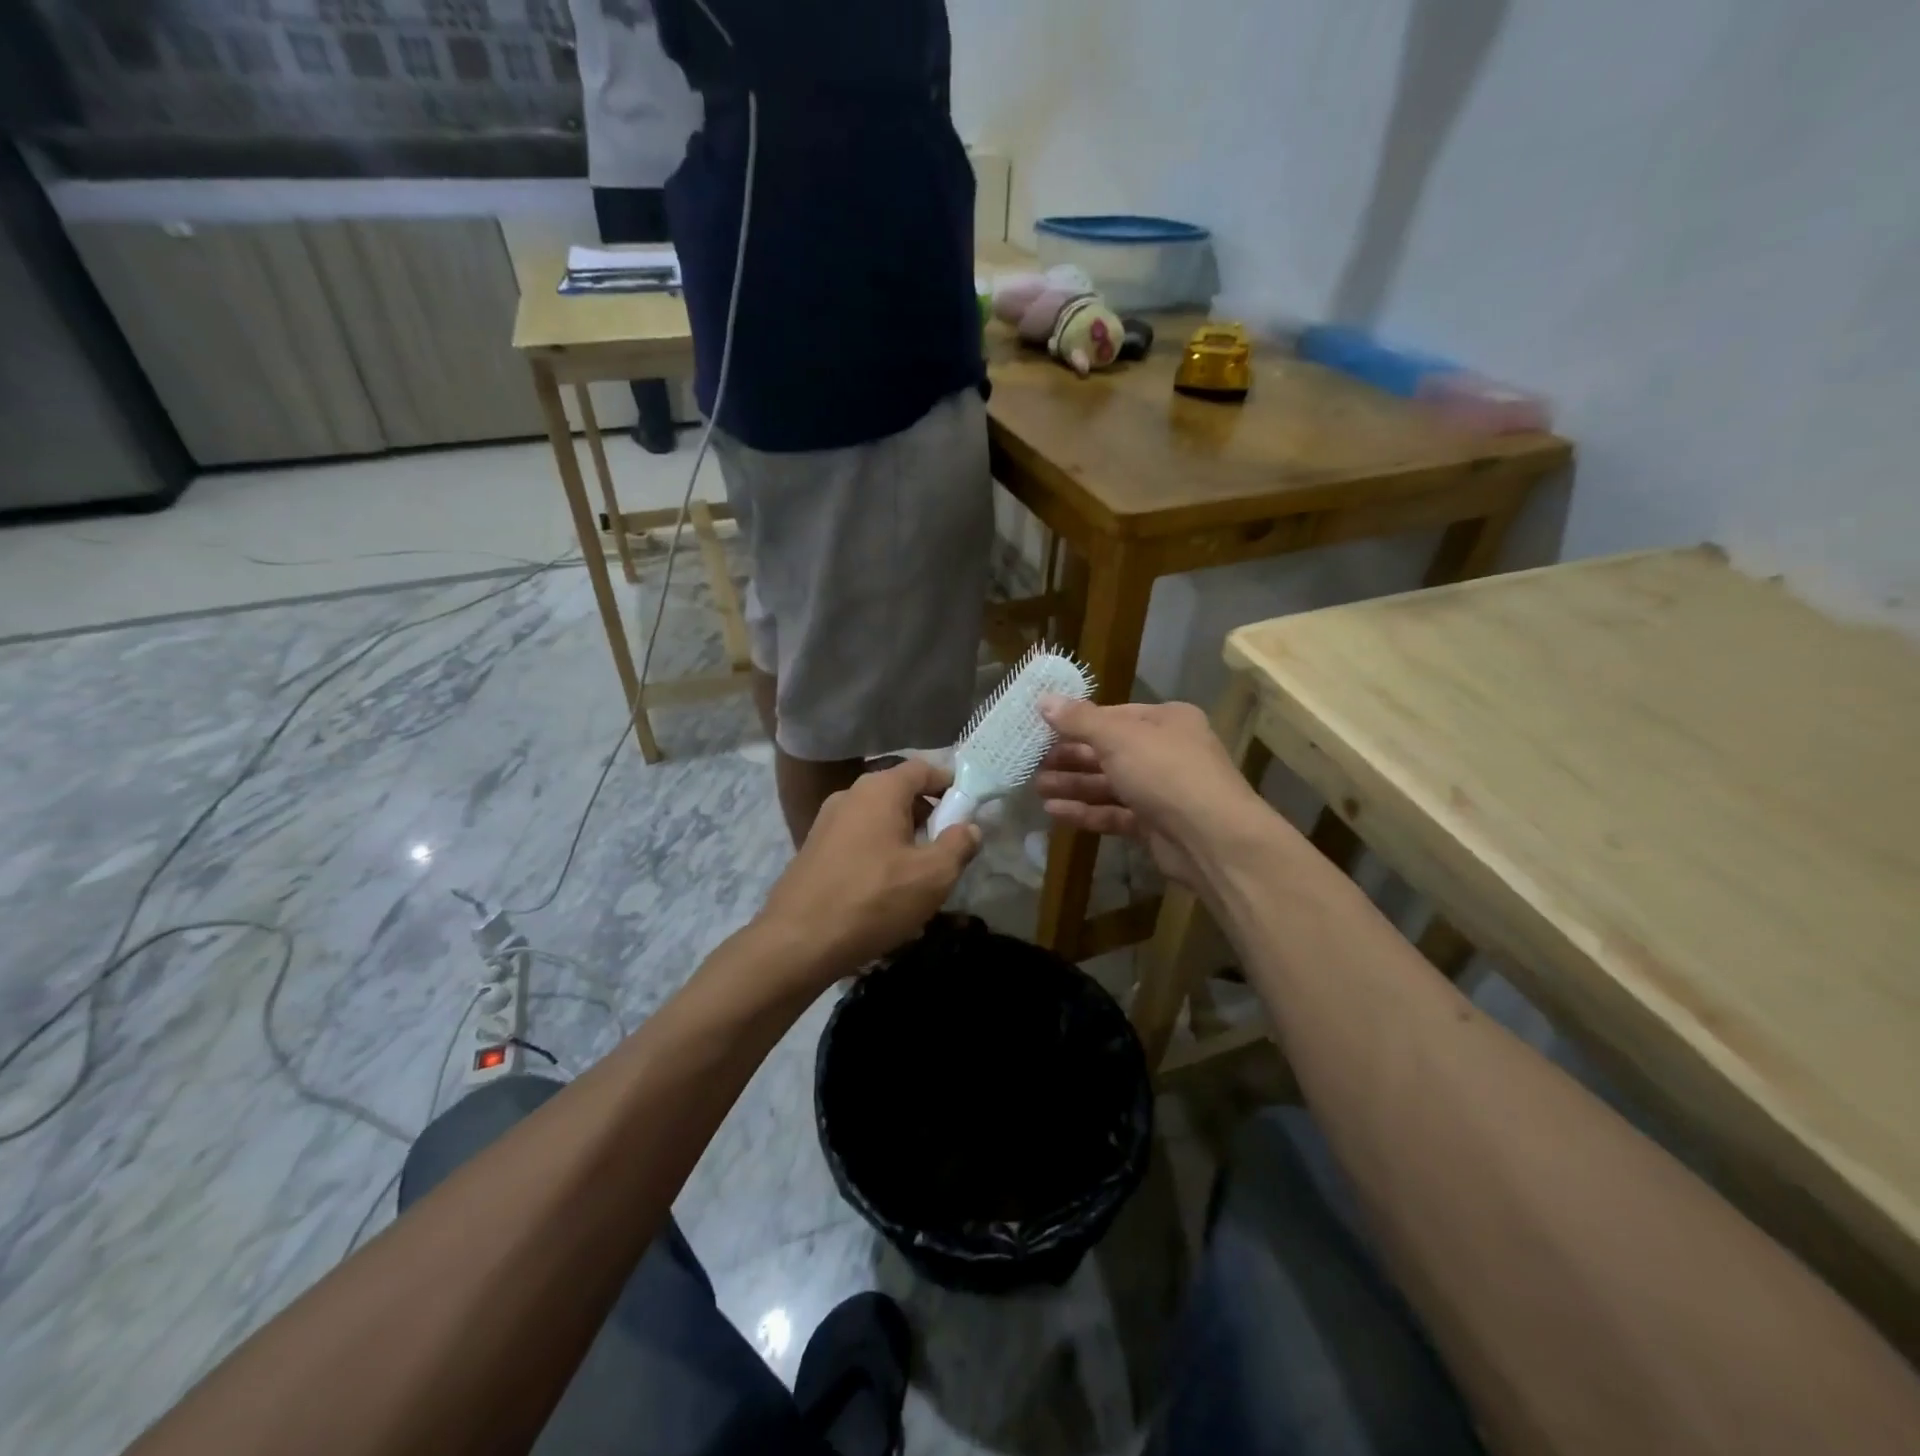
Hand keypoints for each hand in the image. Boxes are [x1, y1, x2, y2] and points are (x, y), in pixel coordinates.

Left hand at [757, 759, 981, 979]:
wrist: (796, 942)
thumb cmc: (873, 900)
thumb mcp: (932, 876)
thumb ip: (958, 845)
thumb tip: (969, 827)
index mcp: (880, 789)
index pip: (924, 769)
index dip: (950, 785)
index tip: (969, 812)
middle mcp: (850, 795)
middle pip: (900, 793)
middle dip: (929, 816)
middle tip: (947, 850)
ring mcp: (826, 822)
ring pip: (878, 819)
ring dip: (904, 838)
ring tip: (919, 875)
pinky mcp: (813, 849)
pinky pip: (857, 839)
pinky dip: (878, 853)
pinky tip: (885, 889)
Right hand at [1033, 697, 1268, 887]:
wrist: (1212, 838)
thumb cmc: (1165, 772)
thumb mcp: (1118, 737)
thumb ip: (1078, 720)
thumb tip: (1043, 699)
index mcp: (1166, 721)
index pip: (1113, 715)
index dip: (1076, 722)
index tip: (1042, 729)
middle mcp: (1166, 751)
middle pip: (1109, 751)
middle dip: (1071, 757)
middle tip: (1033, 763)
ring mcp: (1162, 791)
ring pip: (1109, 784)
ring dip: (1073, 785)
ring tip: (1037, 788)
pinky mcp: (1155, 826)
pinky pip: (1114, 813)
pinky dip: (1086, 811)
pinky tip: (1054, 812)